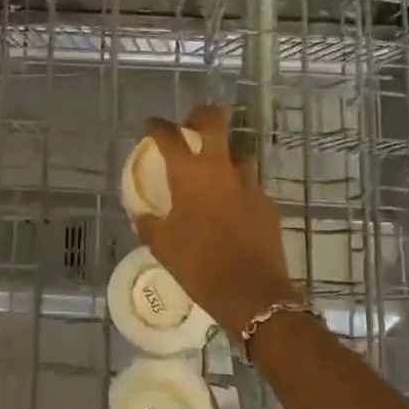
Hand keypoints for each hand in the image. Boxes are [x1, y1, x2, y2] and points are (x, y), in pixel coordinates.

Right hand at [134, 105, 295, 333]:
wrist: (252, 293)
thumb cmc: (198, 265)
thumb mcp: (162, 245)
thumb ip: (148, 222)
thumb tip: (140, 212)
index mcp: (189, 175)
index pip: (169, 136)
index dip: (157, 126)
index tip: (150, 126)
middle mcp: (221, 169)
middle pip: (215, 121)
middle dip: (202, 116)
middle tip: (192, 126)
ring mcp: (249, 184)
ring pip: (239, 153)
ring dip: (225, 155)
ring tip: (215, 171)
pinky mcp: (267, 203)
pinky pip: (251, 184)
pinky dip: (239, 187)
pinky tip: (232, 206)